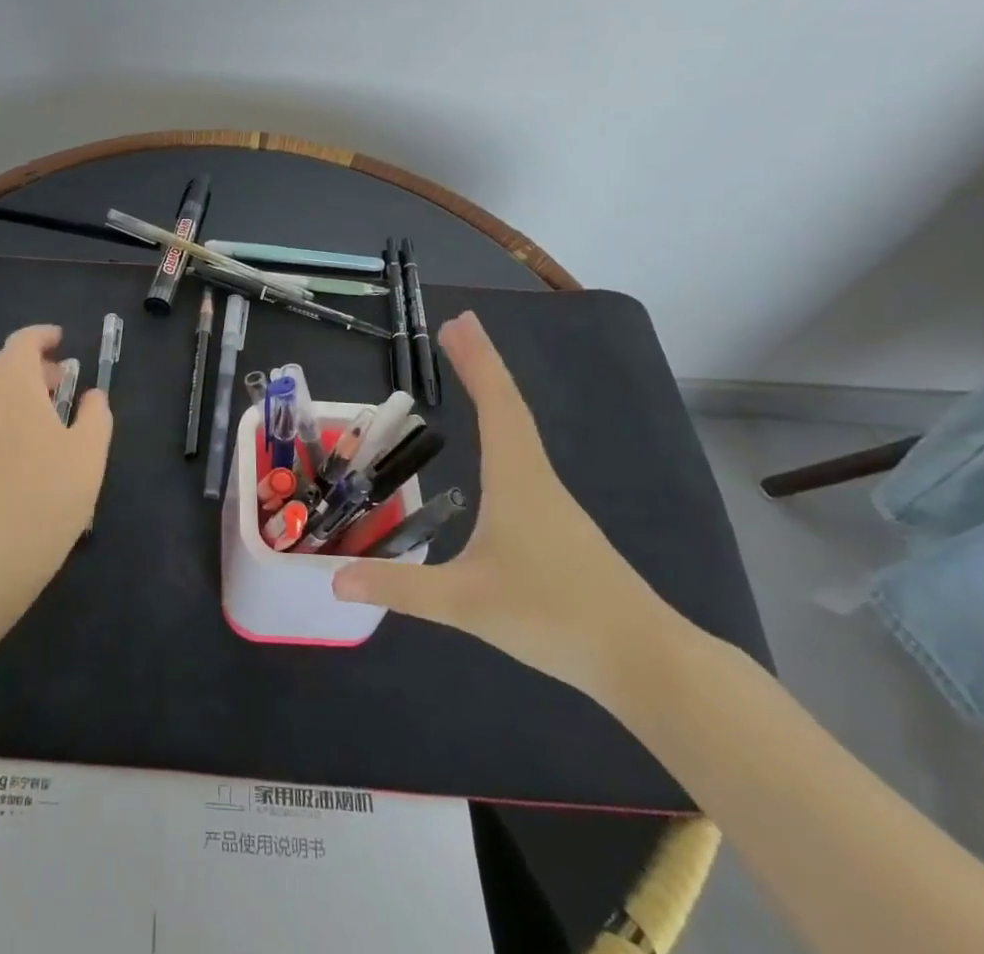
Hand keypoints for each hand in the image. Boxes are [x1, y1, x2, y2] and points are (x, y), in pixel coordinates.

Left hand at [0, 325, 112, 584]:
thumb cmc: (49, 496)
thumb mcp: (90, 452)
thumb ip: (95, 414)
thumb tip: (92, 395)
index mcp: (13, 388)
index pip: (21, 343)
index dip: (42, 336)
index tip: (62, 341)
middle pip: (1, 365)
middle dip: (31, 365)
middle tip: (61, 382)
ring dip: (17, 392)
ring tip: (47, 417)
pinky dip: (4, 417)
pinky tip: (25, 450)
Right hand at [332, 311, 677, 700]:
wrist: (647, 662)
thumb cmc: (554, 617)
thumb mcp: (466, 603)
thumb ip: (400, 588)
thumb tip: (336, 580)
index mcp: (517, 479)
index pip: (496, 404)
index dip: (476, 361)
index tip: (457, 322)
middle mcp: (536, 479)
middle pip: (509, 406)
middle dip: (482, 363)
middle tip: (457, 326)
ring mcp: (552, 503)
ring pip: (520, 432)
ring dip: (494, 392)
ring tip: (471, 370)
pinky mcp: (560, 528)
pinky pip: (523, 459)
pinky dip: (504, 429)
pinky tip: (496, 450)